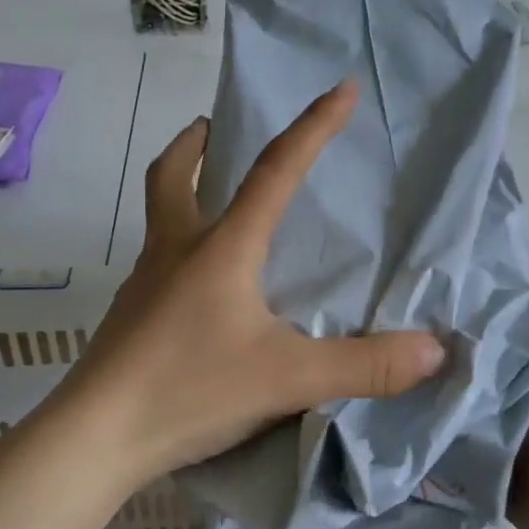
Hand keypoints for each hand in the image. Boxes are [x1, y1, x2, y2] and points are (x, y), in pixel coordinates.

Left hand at [59, 80, 447, 485]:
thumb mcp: (289, 378)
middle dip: (196, 145)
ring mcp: (143, 286)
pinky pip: (157, 266)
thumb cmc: (191, 390)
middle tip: (216, 130)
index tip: (342, 89)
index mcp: (221, 249)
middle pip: (172, 177)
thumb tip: (435, 349)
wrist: (94, 439)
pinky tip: (198, 292)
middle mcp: (175, 253)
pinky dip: (180, 252)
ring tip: (212, 203)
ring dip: (183, 193)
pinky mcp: (129, 320)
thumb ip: (365, 366)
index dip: (313, 128)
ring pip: (159, 219)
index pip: (275, 172)